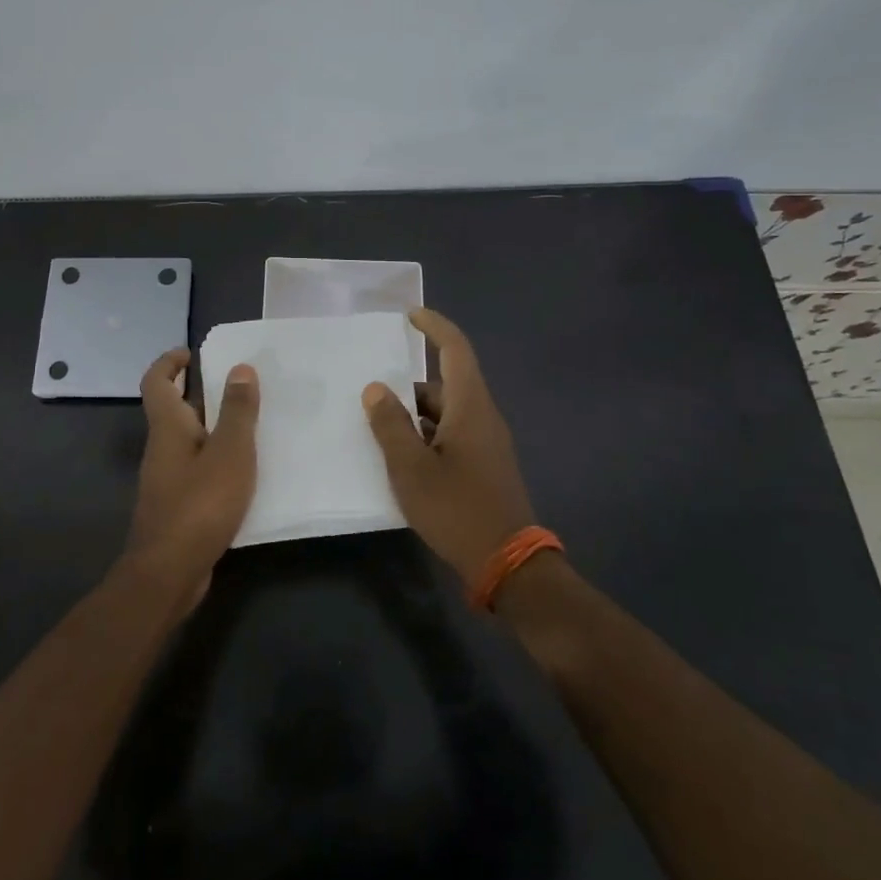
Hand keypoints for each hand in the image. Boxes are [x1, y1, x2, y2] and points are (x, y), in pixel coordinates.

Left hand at [125, 347, 260, 601]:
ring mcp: (167, 480)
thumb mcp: (229, 452)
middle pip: (173, 410)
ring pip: (188, 441)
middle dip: (199, 393)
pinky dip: (216, 460)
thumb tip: (240, 368)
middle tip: (237, 386)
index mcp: (168, 428)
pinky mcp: (177, 506)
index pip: (156, 382)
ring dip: (213, 428)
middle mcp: (162, 448)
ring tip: (251, 425)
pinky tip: (245, 472)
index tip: (192, 353)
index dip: (169, 362)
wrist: (169, 572)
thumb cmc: (200, 504)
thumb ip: (237, 411)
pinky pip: (197, 469)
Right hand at [362, 309, 536, 585]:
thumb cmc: (457, 509)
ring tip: (378, 426)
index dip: (434, 327)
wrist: (508, 565)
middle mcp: (483, 417)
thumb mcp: (411, 468)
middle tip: (372, 391)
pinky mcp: (486, 466)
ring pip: (447, 412)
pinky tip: (402, 456)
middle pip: (446, 383)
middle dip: (409, 383)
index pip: (456, 350)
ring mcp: (487, 443)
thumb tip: (376, 388)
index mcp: (470, 407)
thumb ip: (391, 425)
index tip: (410, 314)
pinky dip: (426, 434)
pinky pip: (452, 434)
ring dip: (415, 413)